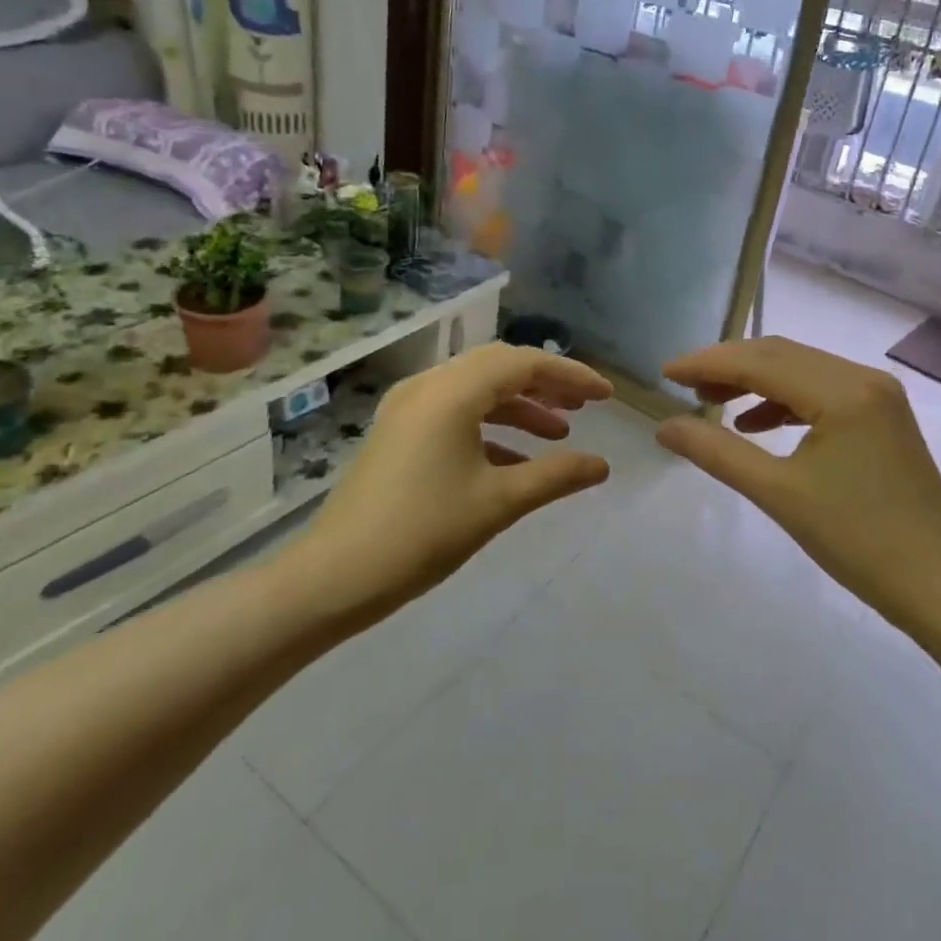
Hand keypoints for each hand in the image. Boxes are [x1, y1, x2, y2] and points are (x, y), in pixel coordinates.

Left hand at [289, 345, 613, 621]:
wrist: (334, 576)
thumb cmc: (423, 533)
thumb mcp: (498, 503)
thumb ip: (555, 476)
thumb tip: (602, 465)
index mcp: (452, 392)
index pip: (524, 364)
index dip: (570, 374)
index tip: (606, 395)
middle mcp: (428, 386)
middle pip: (499, 367)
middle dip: (545, 384)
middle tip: (584, 406)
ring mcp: (407, 408)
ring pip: (476, 389)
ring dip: (519, 406)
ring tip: (558, 432)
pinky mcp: (397, 432)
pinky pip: (454, 412)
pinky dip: (490, 425)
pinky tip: (514, 460)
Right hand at [656, 337, 940, 630]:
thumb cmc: (859, 542)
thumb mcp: (779, 495)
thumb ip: (717, 453)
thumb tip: (664, 427)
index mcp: (843, 391)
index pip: (760, 361)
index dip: (708, 362)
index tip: (664, 372)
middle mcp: (862, 377)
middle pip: (780, 355)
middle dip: (727, 366)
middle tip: (682, 384)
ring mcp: (877, 393)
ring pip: (800, 369)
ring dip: (754, 381)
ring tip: (711, 399)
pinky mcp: (882, 413)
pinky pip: (821, 389)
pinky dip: (783, 399)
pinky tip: (755, 422)